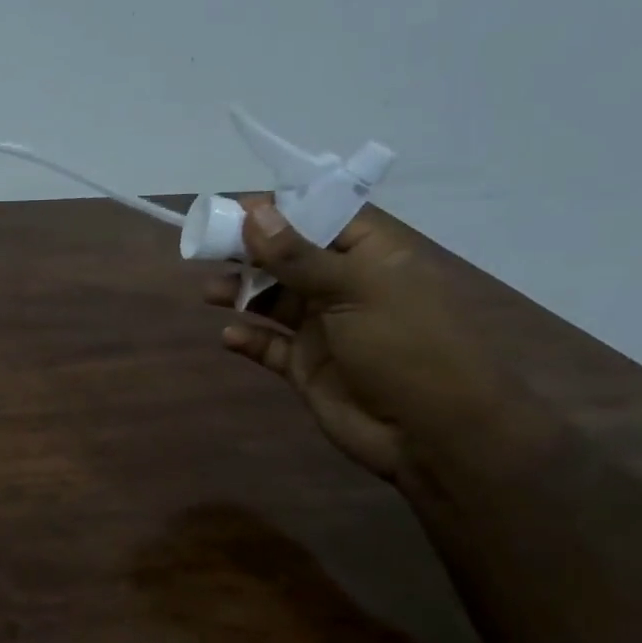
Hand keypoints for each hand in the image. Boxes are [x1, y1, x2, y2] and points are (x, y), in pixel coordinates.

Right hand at [203, 200, 534, 483]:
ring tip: (212, 293)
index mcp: (372, 258)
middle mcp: (346, 287)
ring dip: (241, 292)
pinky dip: (247, 337)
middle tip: (206, 246)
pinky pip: (267, 344)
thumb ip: (297, 255)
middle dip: (249, 251)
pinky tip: (231, 336)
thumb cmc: (406, 347)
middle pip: (288, 257)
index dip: (282, 209)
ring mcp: (325, 328)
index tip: (235, 206)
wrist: (435, 436)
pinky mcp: (306, 366)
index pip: (324, 217)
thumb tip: (253, 211)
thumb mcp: (354, 290)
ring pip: (272, 299)